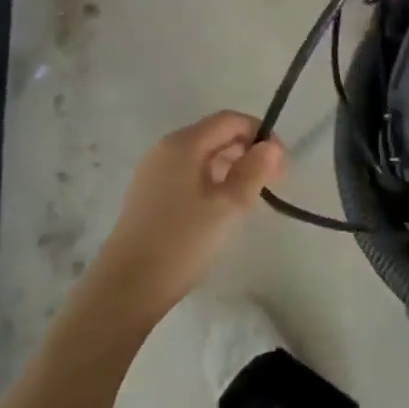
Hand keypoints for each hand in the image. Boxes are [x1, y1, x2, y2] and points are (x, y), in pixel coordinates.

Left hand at [93, 112, 285, 317]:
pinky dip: (210, 182)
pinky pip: (187, 175)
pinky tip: (221, 209)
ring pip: (201, 157)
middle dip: (247, 151)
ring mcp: (153, 171)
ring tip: (250, 198)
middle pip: (214, 135)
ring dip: (230, 168)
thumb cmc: (182, 242)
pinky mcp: (148, 195)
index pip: (229, 120)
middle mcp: (165, 149)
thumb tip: (271, 146)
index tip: (281, 163)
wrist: (127, 287)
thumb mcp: (228, 207)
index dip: (259, 134)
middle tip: (272, 182)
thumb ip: (254, 171)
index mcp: (183, 144)